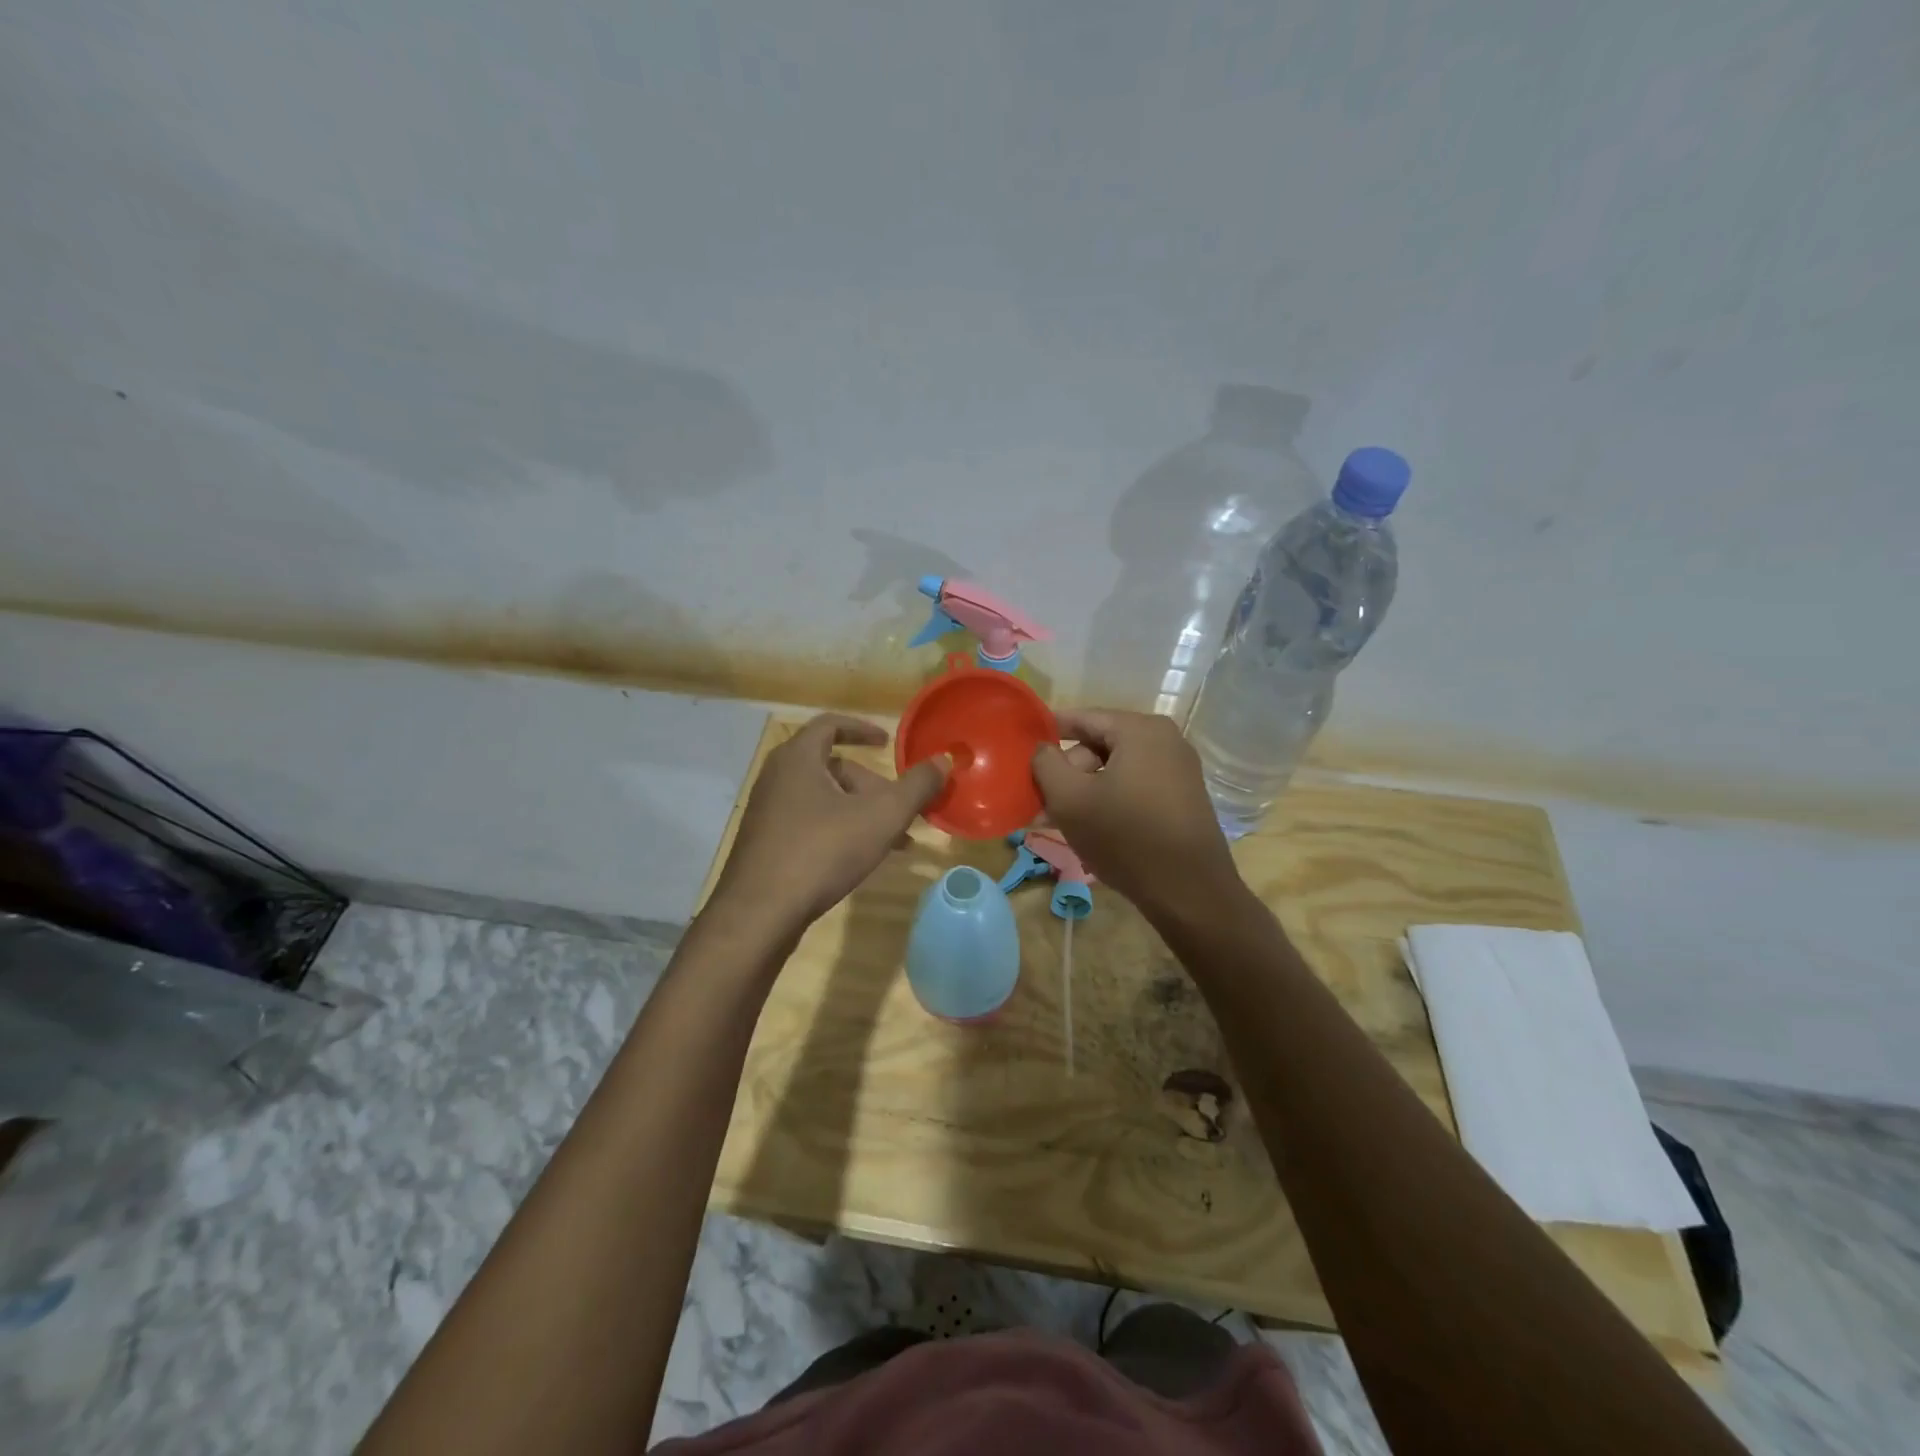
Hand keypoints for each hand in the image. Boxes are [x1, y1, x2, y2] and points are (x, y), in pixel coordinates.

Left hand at [707, 714, 948, 938]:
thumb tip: (944, 760)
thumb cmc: (822, 851)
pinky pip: (809, 822)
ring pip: (823, 799)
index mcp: (798, 758)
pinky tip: (860, 858)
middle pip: (832, 767)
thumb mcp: (881, 817)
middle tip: (899, 808)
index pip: (830, 725)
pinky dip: (838, 828)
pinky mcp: (765, 842)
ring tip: (892, 840)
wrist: (760, 912)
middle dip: (871, 785)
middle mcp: (777, 777)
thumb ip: (916, 786)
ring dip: (859, 811)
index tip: (887, 743)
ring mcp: (767, 811)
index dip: (862, 729)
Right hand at [1031, 709, 1240, 922]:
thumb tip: (1043, 748)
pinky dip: (1110, 801)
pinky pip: (1135, 787)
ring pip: (1116, 770)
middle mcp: (1166, 740)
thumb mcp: (1070, 799)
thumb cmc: (1125, 837)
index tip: (1023, 749)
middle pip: (1099, 745)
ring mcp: (1179, 769)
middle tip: (1041, 803)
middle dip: (1067, 773)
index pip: (1082, 718)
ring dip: (1085, 792)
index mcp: (1140, 729)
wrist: (1189, 892)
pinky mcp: (1184, 798)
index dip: (1049, 731)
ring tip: (1058, 821)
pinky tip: (1091, 829)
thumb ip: (1046, 764)